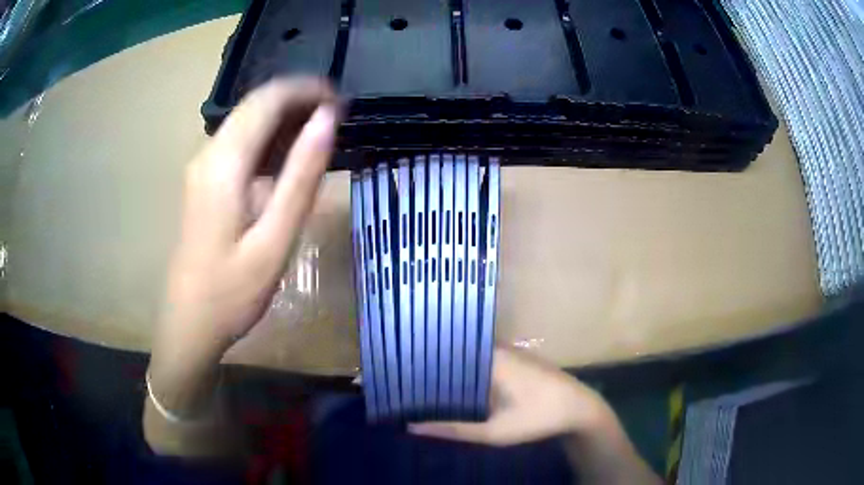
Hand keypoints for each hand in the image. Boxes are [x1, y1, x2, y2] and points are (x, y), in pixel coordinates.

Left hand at [146, 79, 340, 424]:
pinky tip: (289, 159)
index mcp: (224, 163)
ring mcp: (202, 167)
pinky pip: (239, 144)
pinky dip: (269, 141)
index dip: (307, 90)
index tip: (342, 100)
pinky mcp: (204, 181)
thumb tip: (328, 120)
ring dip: (285, 119)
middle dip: (298, 101)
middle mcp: (208, 153)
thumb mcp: (275, 238)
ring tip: (322, 135)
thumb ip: (301, 175)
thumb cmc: (233, 292)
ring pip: (247, 122)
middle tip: (339, 118)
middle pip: (255, 104)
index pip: (268, 100)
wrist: (190, 323)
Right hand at [409, 348, 612, 445]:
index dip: (424, 357)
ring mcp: (513, 352)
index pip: (448, 348)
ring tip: (424, 382)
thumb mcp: (494, 432)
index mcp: (492, 358)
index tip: (401, 369)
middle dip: (436, 365)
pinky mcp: (520, 359)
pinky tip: (459, 385)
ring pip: (473, 356)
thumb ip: (454, 429)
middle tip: (407, 379)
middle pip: (459, 351)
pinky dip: (471, 371)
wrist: (580, 409)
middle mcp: (501, 348)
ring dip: (454, 368)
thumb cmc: (538, 418)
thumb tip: (413, 426)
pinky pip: (487, 360)